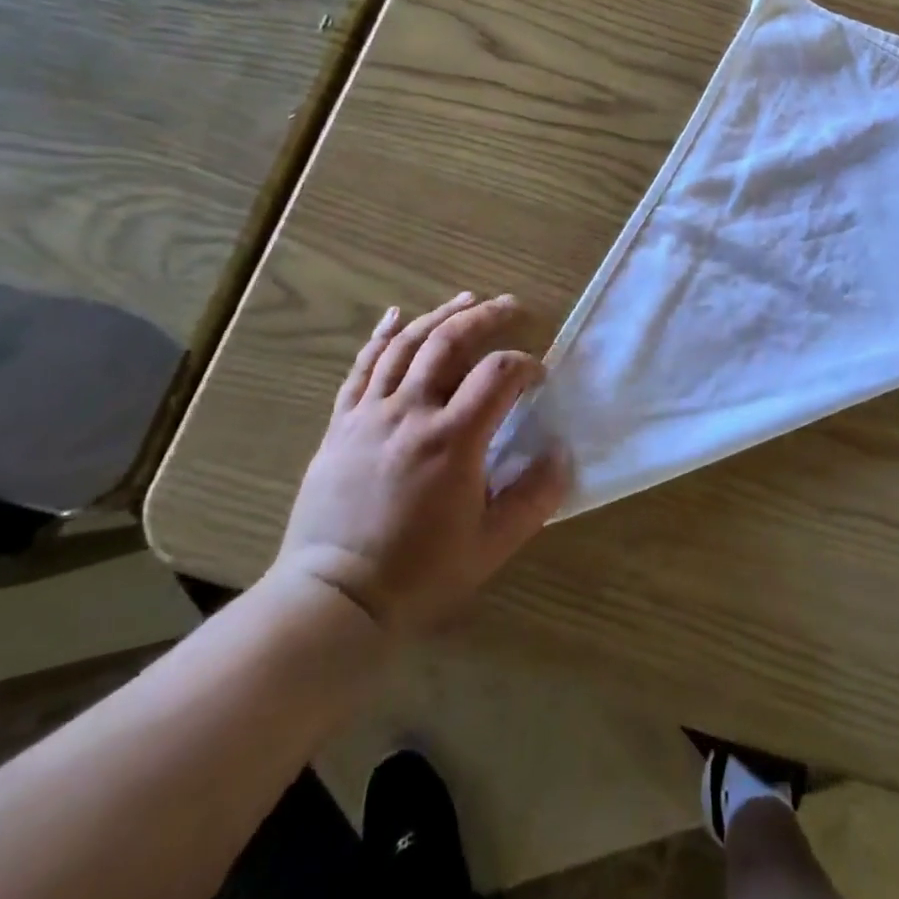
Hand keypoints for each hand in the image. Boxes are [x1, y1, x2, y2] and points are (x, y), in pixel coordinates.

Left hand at [270, 293, 569, 634]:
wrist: (335, 599)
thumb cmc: (420, 573)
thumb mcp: (492, 544)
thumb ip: (535, 496)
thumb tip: (564, 452)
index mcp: (452, 440)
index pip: (498, 374)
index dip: (527, 365)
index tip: (539, 377)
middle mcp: (410, 413)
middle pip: (449, 342)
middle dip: (486, 316)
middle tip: (511, 305)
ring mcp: (370, 414)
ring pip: (406, 346)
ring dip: (439, 315)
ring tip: (466, 299)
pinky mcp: (342, 424)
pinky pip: (361, 368)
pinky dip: (380, 336)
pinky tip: (395, 316)